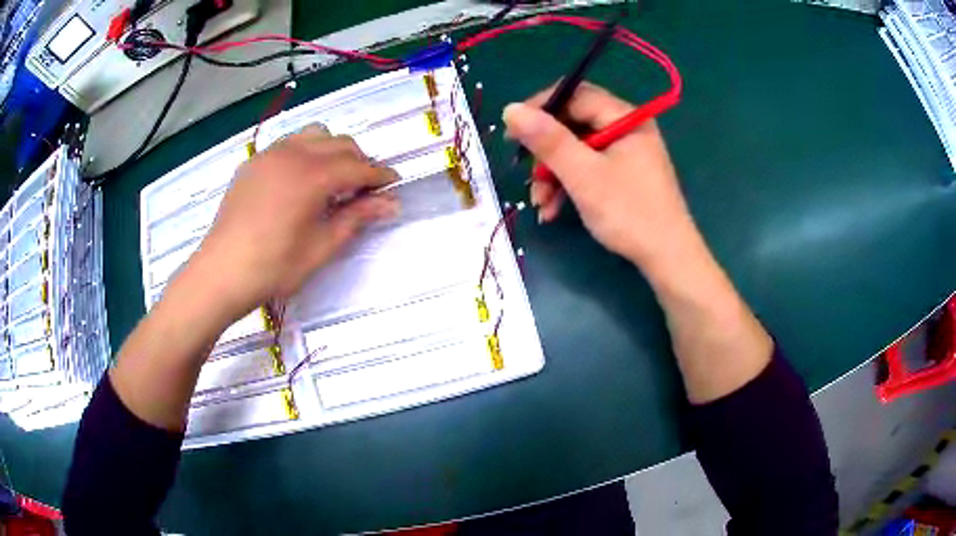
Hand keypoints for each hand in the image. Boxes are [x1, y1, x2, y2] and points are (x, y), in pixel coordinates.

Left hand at [188, 125, 398, 321]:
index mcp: (312, 176)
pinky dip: (305, 152)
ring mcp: (270, 154)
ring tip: (333, 178)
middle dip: (359, 161)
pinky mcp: (253, 162)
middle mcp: (293, 154)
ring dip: (332, 150)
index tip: (394, 185)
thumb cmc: (273, 267)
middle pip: (340, 144)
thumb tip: (391, 203)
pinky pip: (288, 144)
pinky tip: (300, 180)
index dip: (379, 175)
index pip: (358, 166)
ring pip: (314, 135)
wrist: (221, 272)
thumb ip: (356, 218)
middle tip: (364, 189)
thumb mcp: (321, 247)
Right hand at [503, 83, 697, 276]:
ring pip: (577, 149)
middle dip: (546, 152)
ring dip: (553, 174)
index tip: (511, 132)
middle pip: (573, 124)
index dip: (539, 109)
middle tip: (528, 175)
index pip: (574, 96)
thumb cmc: (629, 213)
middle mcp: (626, 127)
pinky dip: (568, 185)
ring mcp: (626, 152)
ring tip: (540, 204)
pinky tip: (553, 209)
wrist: (667, 258)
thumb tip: (511, 109)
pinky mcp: (623, 173)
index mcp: (625, 117)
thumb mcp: (583, 175)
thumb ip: (548, 140)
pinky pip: (588, 167)